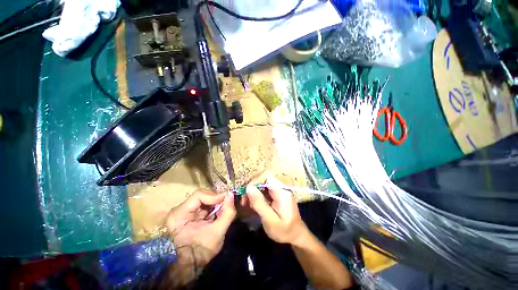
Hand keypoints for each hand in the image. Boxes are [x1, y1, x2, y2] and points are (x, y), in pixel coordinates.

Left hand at [166, 189, 234, 267]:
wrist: (190, 266)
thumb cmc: (201, 252)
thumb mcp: (217, 233)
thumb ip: (227, 213)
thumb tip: (232, 194)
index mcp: (179, 214)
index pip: (198, 195)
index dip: (214, 195)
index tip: (227, 199)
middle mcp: (179, 210)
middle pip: (201, 196)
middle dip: (216, 199)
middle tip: (228, 203)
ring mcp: (183, 212)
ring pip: (204, 199)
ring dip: (216, 203)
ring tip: (224, 208)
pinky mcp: (189, 214)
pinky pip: (204, 205)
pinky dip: (213, 207)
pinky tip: (218, 212)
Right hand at [245, 172, 308, 244]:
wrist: (295, 235)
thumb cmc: (284, 231)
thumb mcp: (270, 220)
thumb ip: (259, 203)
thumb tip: (248, 188)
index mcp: (282, 191)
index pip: (267, 175)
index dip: (255, 181)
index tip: (247, 192)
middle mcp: (280, 187)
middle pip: (263, 178)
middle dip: (252, 187)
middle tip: (244, 201)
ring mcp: (278, 190)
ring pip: (262, 183)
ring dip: (253, 192)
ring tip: (246, 204)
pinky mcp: (276, 193)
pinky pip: (263, 189)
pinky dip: (256, 196)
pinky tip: (253, 205)